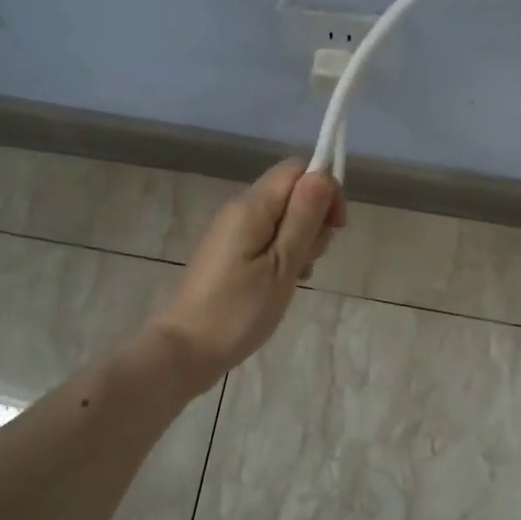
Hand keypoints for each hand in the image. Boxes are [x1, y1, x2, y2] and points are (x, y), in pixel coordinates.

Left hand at [145, 159, 344, 386]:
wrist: (186, 350)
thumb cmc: (238, 310)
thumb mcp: (282, 265)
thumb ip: (303, 218)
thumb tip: (322, 174)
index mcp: (252, 206)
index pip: (298, 168)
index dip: (324, 189)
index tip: (334, 227)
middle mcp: (240, 209)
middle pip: (292, 192)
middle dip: (314, 220)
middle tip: (310, 261)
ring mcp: (233, 232)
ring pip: (283, 218)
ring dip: (301, 242)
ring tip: (297, 278)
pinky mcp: (230, 253)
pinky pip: (267, 239)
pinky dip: (284, 255)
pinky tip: (283, 284)